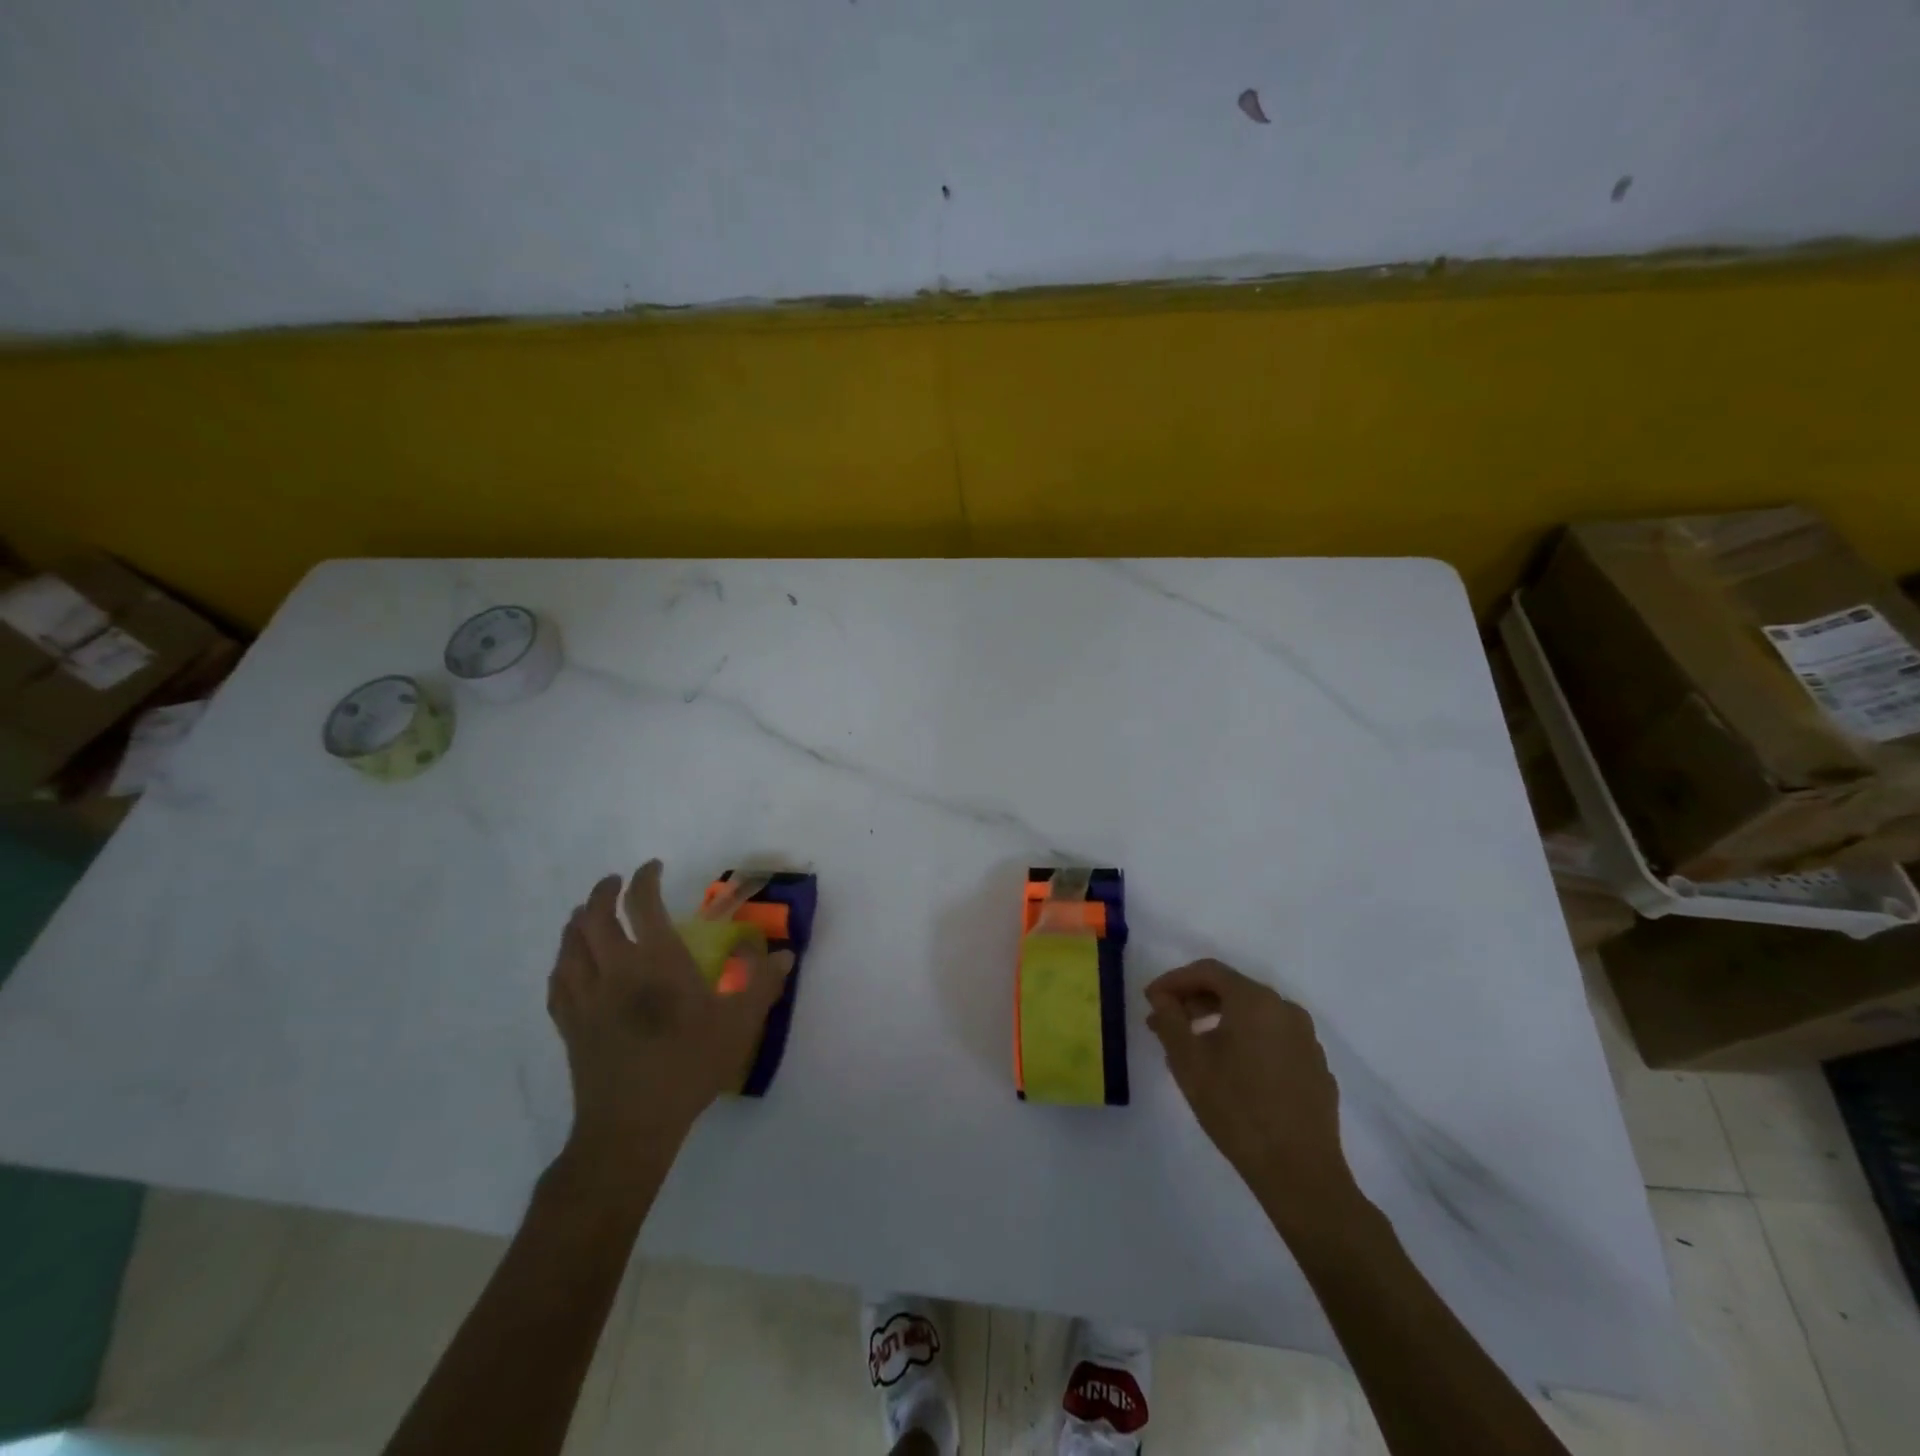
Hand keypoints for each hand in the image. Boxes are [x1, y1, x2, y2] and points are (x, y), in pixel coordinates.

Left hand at [546, 861, 792, 1193]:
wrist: (631, 1126)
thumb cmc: (688, 1067)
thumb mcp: (739, 1025)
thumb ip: (763, 984)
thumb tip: (786, 955)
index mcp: (657, 961)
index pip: (642, 903)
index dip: (645, 878)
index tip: (653, 867)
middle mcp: (615, 969)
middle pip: (595, 916)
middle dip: (604, 891)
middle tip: (616, 882)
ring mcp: (586, 997)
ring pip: (571, 944)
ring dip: (579, 920)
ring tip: (588, 913)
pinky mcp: (569, 1024)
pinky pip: (558, 979)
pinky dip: (563, 959)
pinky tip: (570, 962)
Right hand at [1145, 959, 1354, 1224]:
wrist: (1300, 1172)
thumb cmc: (1236, 1108)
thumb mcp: (1188, 1062)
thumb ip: (1170, 1020)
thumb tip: (1162, 998)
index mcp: (1255, 1001)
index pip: (1208, 971)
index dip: (1174, 980)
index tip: (1151, 1000)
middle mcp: (1286, 1009)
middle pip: (1233, 990)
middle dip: (1195, 1001)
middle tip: (1166, 1023)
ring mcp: (1306, 1039)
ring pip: (1255, 1015)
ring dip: (1220, 1021)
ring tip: (1194, 1047)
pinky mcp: (1316, 1068)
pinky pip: (1274, 1039)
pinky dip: (1247, 1041)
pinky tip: (1232, 1070)